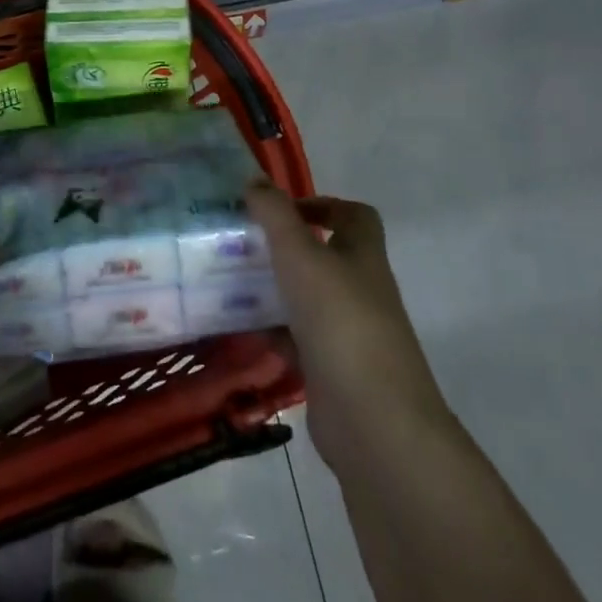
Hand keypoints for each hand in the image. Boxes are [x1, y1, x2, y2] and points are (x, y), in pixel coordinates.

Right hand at [246, 184, 449, 468]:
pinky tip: (237, 327)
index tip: (281, 209)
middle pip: (324, 257)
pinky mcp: (330, 371)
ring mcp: (348, 334)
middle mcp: (360, 291)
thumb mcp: (300, 254)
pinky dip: (270, 332)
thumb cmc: (340, 320)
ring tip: (228, 279)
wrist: (373, 422)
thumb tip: (254, 179)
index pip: (355, 216)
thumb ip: (275, 214)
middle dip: (284, 247)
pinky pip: (295, 340)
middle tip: (241, 242)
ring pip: (305, 298)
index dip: (322, 204)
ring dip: (272, 289)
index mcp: (363, 256)